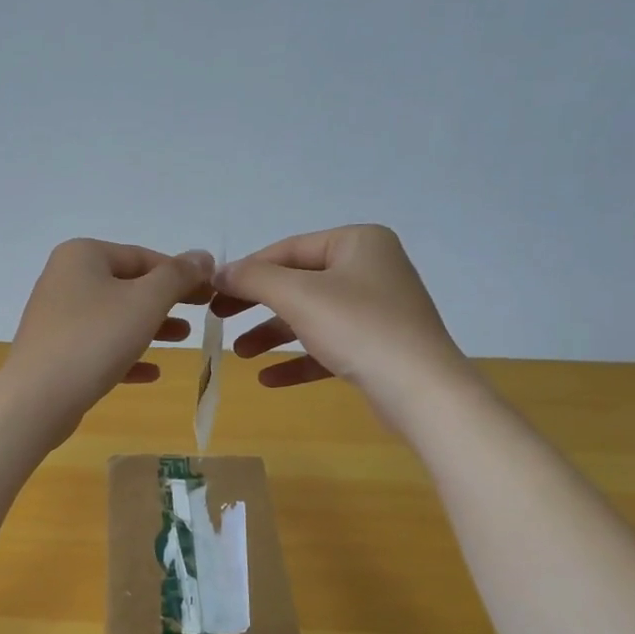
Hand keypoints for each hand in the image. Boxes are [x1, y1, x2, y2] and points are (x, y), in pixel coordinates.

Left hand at [0, 239, 214, 442]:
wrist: (38, 398)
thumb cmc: (96, 339)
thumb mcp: (146, 301)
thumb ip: (178, 276)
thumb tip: (203, 256)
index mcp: (83, 255)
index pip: (144, 257)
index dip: (182, 274)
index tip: (212, 292)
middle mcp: (65, 278)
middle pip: (128, 285)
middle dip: (167, 301)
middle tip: (203, 313)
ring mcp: (57, 316)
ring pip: (115, 317)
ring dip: (151, 327)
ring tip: (183, 339)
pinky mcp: (55, 351)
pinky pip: (99, 347)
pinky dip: (126, 355)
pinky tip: (152, 373)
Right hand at [212, 225, 467, 419]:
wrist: (421, 390)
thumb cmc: (359, 328)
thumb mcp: (298, 296)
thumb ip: (254, 279)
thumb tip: (218, 272)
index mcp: (357, 243)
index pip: (288, 250)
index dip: (247, 270)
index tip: (212, 292)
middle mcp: (369, 269)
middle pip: (297, 283)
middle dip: (256, 305)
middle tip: (219, 318)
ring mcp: (376, 309)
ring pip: (310, 317)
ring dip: (272, 335)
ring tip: (240, 354)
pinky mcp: (377, 347)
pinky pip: (327, 347)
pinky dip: (298, 359)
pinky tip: (268, 379)